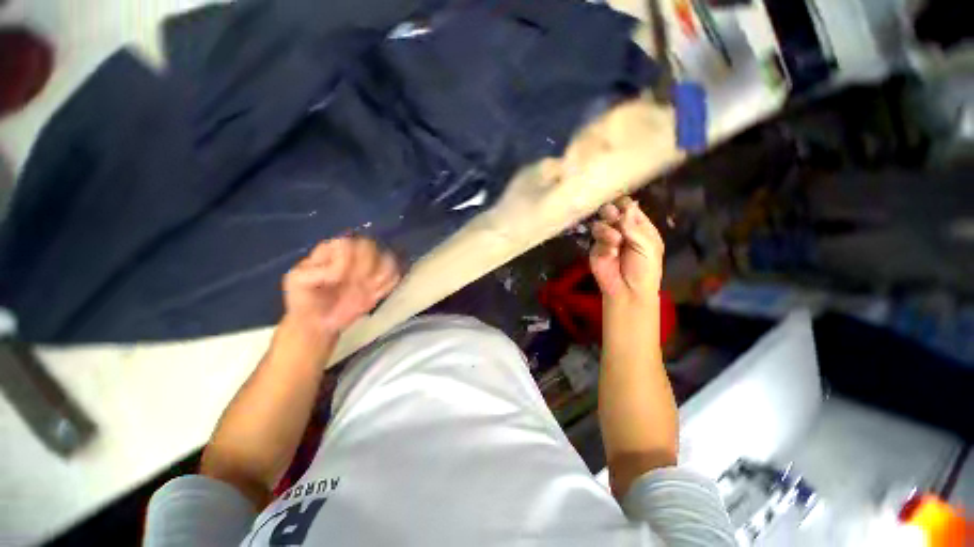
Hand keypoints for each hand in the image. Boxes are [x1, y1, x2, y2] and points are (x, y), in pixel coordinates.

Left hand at [282, 237, 399, 339]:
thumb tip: (340, 273)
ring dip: (380, 278)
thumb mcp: (296, 283)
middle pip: (371, 247)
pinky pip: (395, 276)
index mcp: (332, 249)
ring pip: (388, 259)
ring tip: (368, 292)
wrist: (318, 321)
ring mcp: (371, 265)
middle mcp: (354, 252)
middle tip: (358, 286)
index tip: (338, 280)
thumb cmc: (305, 300)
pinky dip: (388, 286)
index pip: (348, 244)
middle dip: (366, 269)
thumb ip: (315, 272)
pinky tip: (375, 295)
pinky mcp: (382, 279)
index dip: (347, 262)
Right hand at [590, 196, 663, 303]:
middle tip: (613, 217)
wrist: (628, 290)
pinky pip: (595, 238)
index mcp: (639, 226)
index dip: (624, 204)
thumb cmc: (645, 268)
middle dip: (611, 212)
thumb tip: (625, 208)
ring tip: (615, 240)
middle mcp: (621, 229)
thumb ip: (634, 227)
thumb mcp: (647, 246)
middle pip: (611, 211)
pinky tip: (611, 252)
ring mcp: (606, 238)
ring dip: (607, 229)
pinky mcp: (595, 248)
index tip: (620, 204)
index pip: (629, 207)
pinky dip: (603, 243)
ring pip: (600, 223)